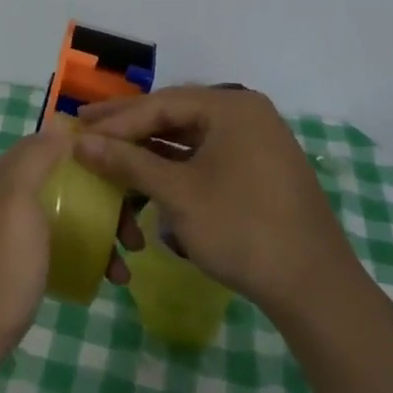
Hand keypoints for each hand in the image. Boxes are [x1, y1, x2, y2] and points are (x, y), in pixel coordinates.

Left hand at [0, 130, 137, 377]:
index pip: (54, 145)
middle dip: (105, 200)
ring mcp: (12, 233)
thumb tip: (60, 125)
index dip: (91, 151)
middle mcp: (8, 196)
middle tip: (136, 232)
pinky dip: (85, 255)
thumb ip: (35, 160)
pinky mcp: (17, 265)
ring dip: (101, 232)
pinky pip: (59, 247)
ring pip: (66, 217)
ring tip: (126, 265)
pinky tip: (105, 278)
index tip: (130, 168)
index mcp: (7, 175)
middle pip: (66, 183)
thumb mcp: (17, 202)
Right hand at [73, 87, 360, 321]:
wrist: (314, 288)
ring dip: (148, 147)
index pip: (160, 104)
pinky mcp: (257, 170)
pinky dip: (173, 165)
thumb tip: (79, 142)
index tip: (77, 128)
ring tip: (109, 151)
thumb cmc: (243, 229)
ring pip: (188, 137)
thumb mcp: (178, 194)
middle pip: (174, 114)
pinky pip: (205, 156)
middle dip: (129, 126)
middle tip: (85, 126)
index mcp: (232, 108)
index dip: (116, 119)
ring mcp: (255, 143)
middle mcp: (246, 115)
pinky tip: (145, 173)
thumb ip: (127, 162)